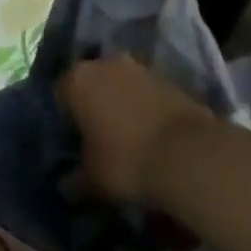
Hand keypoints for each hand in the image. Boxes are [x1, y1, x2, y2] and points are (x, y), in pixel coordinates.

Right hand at [58, 57, 213, 204]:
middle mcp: (105, 64)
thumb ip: (77, 181)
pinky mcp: (170, 79)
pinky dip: (148, 111)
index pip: (60, 95)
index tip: (76, 144)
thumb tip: (66, 187)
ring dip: (124, 107)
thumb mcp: (95, 179)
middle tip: (102, 142)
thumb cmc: (127, 161)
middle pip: (93, 85)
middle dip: (96, 108)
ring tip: (133, 143)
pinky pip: (149, 94)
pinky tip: (156, 139)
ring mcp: (140, 68)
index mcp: (78, 80)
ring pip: (122, 87)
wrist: (190, 154)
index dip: (67, 121)